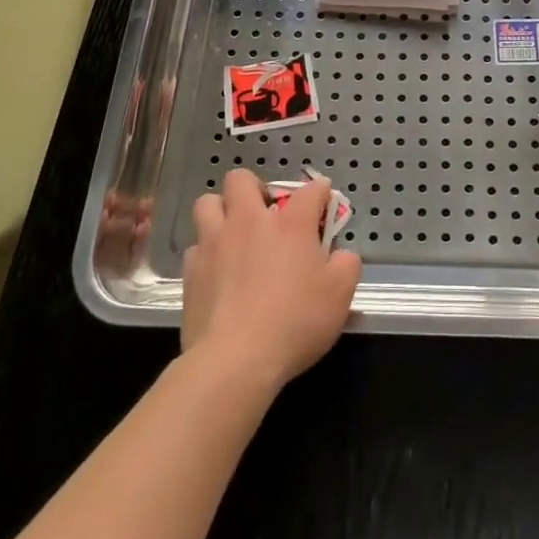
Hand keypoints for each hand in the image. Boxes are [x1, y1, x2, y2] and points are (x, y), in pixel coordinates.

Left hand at [181, 169, 360, 389]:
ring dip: (221, 211)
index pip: (311, 190)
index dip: (320, 192)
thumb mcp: (341, 294)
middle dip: (254, 187)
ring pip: (207, 203)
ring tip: (233, 233)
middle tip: (265, 213)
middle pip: (242, 179)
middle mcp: (250, 221)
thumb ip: (347, 264)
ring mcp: (215, 243)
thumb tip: (342, 253)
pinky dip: (206, 252)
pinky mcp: (191, 270)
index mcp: (291, 223)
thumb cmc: (296, 321)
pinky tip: (216, 271)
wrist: (235, 360)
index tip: (323, 202)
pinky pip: (195, 246)